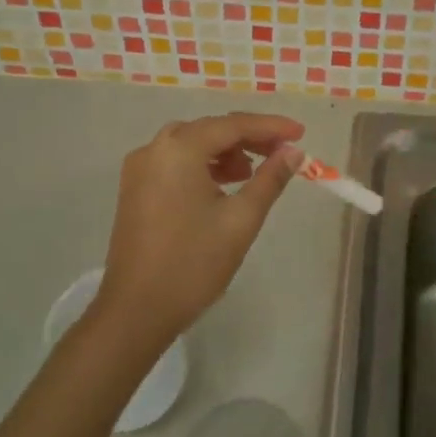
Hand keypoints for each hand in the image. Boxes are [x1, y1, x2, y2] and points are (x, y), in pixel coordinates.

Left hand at [97, 112, 304, 343]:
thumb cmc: (193, 263)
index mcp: (179, 150)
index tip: (300, 133)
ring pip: (191, 144)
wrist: (136, 311)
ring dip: (225, 151)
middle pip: (210, 129)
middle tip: (282, 152)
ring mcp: (139, 169)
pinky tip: (223, 186)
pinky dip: (203, 165)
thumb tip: (293, 152)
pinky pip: (175, 162)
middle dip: (248, 137)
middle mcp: (154, 149)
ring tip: (253, 173)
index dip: (270, 127)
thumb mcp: (241, 219)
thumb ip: (270, 179)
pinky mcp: (135, 189)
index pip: (233, 125)